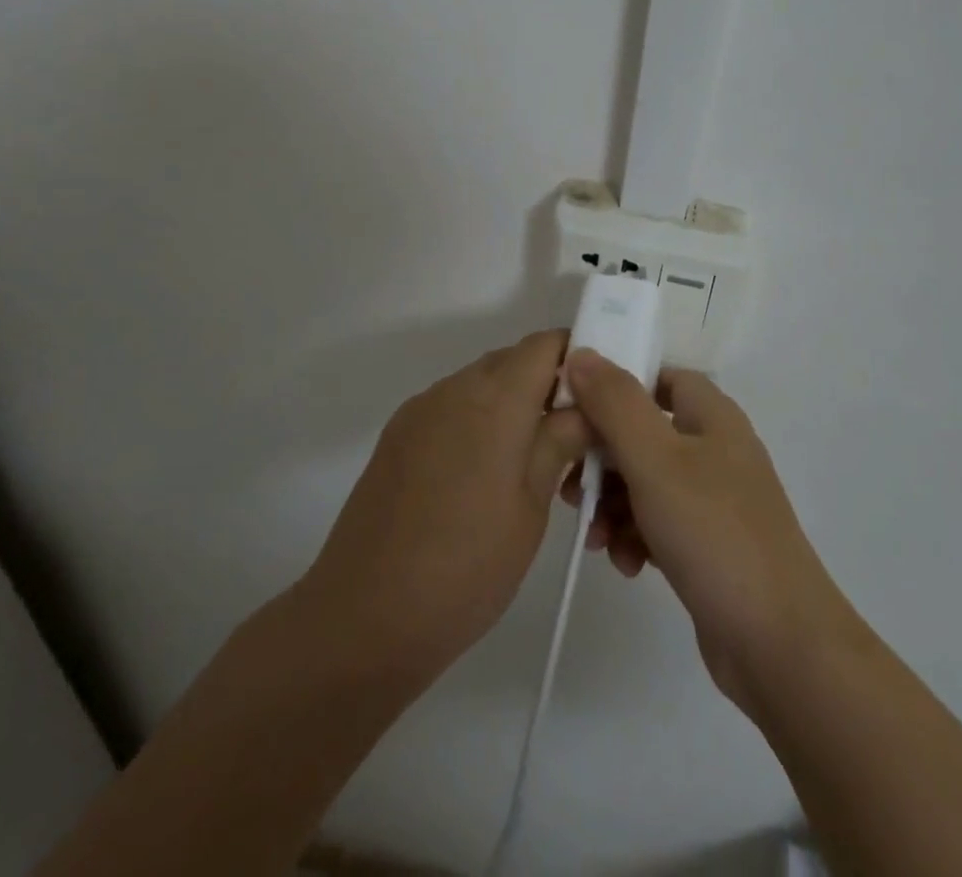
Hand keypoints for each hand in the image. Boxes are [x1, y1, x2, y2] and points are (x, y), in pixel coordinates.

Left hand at [300, 331, 591, 683]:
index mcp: (495, 400)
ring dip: (510, 405)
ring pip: (479, 384)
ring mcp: (420, 410)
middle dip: (547, 385)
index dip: (577, 358)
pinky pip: (450, 407)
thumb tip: (584, 406)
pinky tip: (480, 478)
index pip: (545, 344)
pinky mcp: (397, 436)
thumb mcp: (531, 507)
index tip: (598, 398)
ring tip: (526, 465)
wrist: (363, 616)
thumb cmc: (466, 567)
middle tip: (570, 439)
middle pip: (512, 360)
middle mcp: (454, 389)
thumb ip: (559, 442)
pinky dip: (476, 422)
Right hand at [560, 350, 857, 715]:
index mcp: (712, 416)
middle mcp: (715, 450)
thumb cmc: (715, 534)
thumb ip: (614, 403)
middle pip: (645, 432)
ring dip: (614, 504)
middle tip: (574, 486)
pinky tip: (625, 563)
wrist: (781, 646)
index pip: (659, 376)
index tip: (576, 409)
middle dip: (604, 458)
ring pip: (646, 482)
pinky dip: (635, 536)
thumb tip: (581, 353)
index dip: (617, 386)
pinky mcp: (709, 545)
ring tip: (595, 536)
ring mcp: (715, 500)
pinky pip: (659, 524)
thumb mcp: (655, 459)